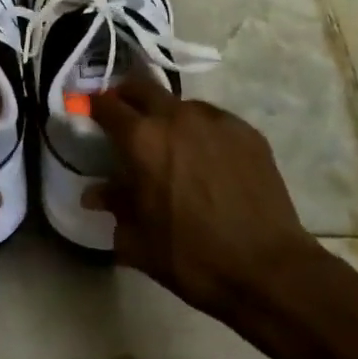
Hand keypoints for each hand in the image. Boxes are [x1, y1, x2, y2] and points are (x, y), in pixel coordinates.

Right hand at [89, 78, 326, 324]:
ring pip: (180, 103)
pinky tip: (207, 159)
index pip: (106, 105)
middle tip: (124, 118)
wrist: (269, 270)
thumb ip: (114, 206)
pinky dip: (201, 131)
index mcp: (143, 139)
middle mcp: (177, 117)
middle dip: (127, 97)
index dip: (93, 106)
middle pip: (143, 87)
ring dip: (167, 115)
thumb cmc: (193, 257)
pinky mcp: (247, 132)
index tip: (88, 113)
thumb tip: (95, 194)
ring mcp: (216, 121)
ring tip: (170, 143)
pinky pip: (213, 121)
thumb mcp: (139, 240)